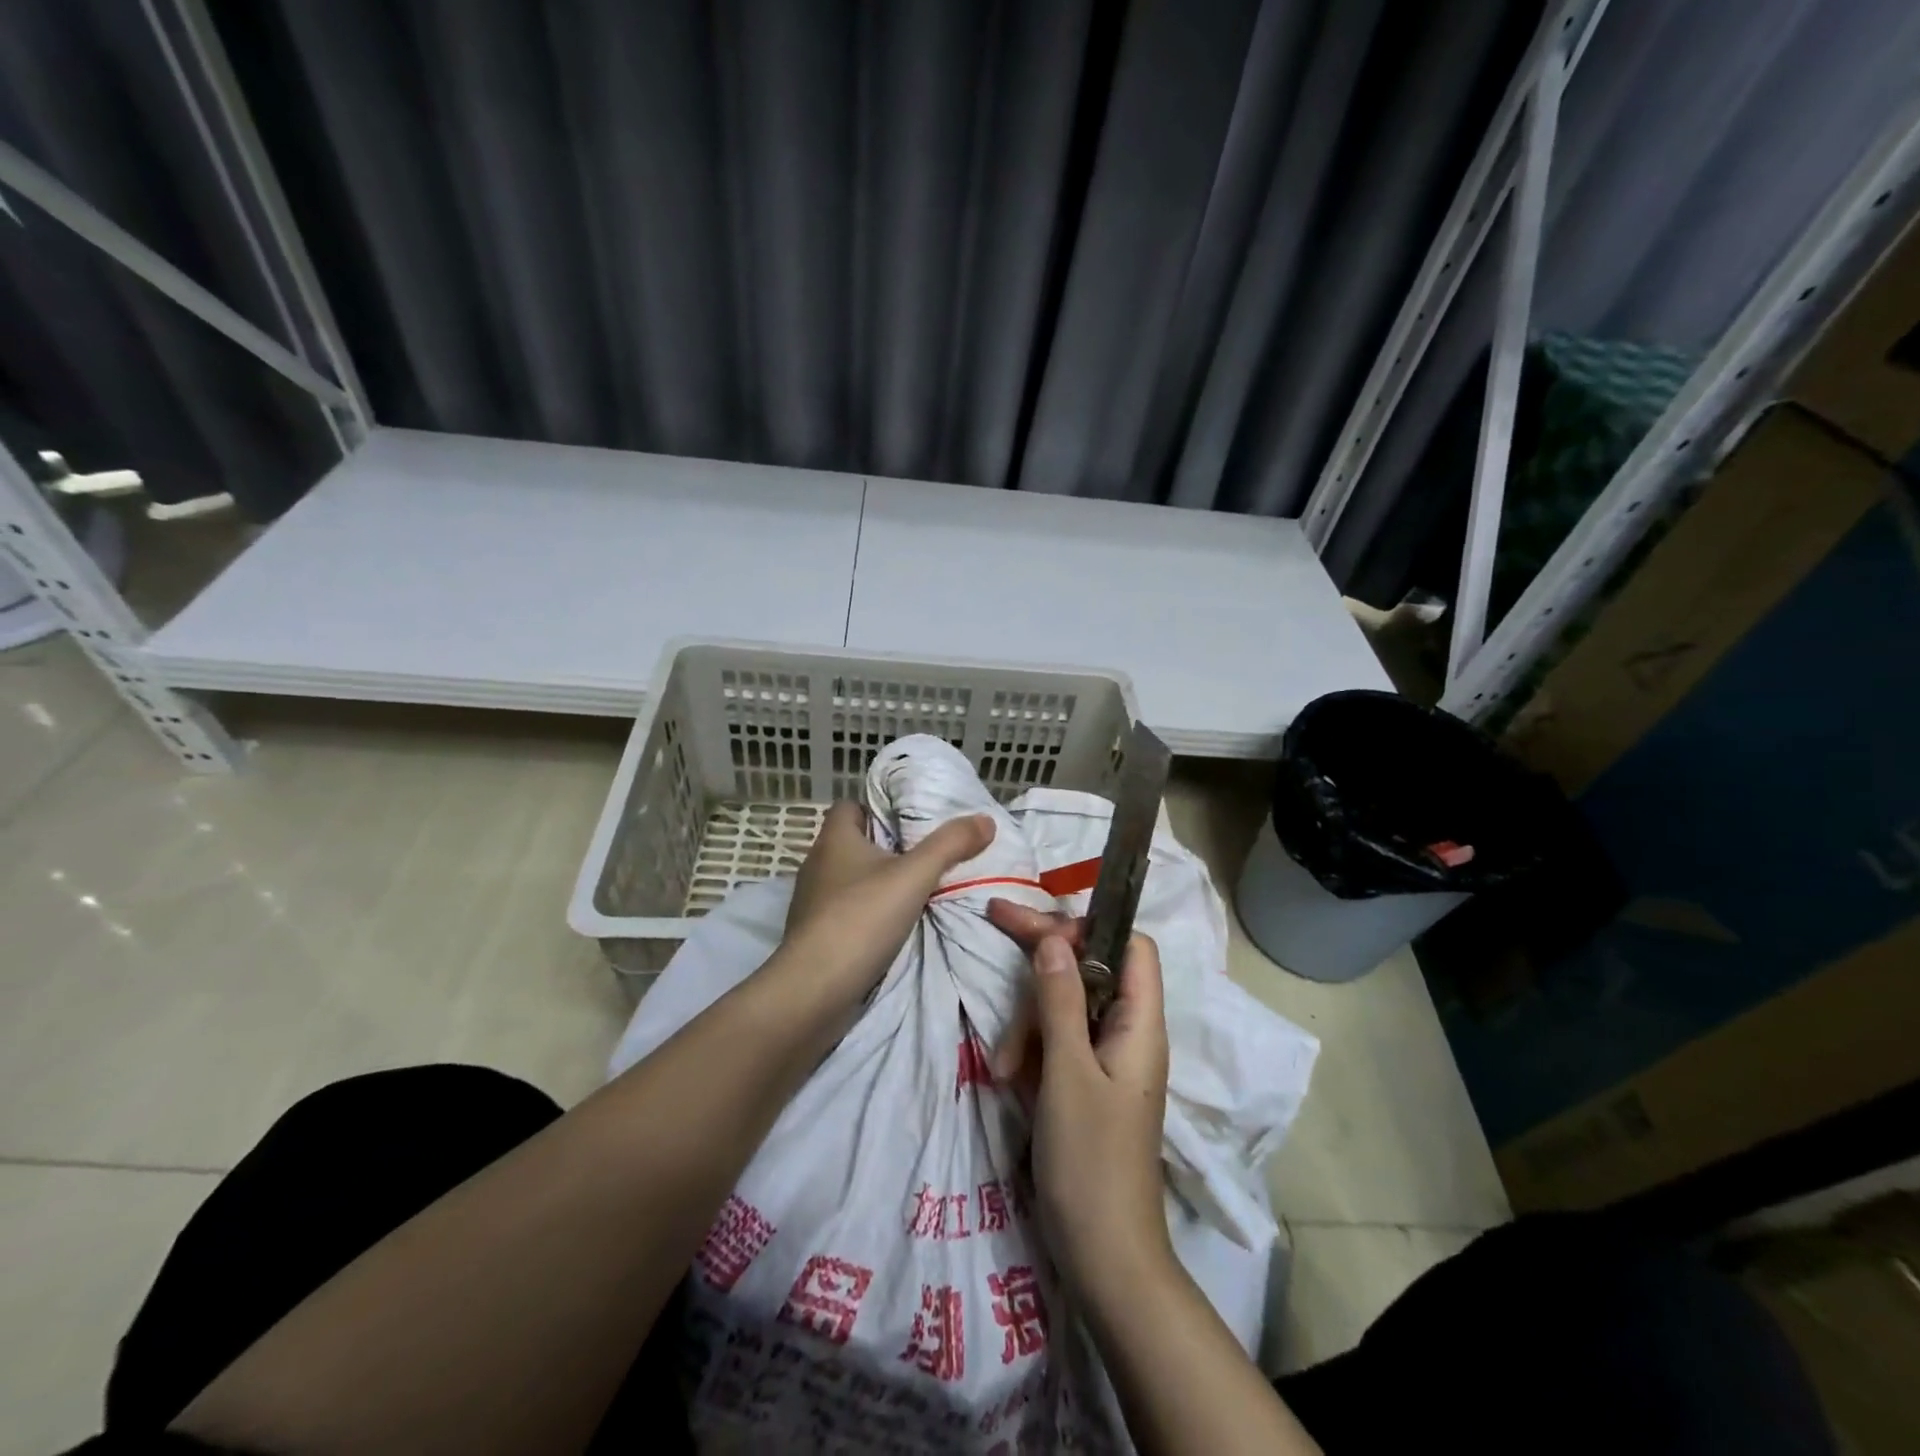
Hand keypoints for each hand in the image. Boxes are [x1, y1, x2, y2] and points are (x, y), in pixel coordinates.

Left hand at [773, 801, 993, 1011]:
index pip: (849, 806)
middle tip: (922, 856)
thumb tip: (985, 819)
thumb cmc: (861, 918)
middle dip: (883, 848)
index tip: (909, 822)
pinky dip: (864, 914)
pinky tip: (890, 927)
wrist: (815, 990)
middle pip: (851, 843)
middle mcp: (816, 864)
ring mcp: (810, 901)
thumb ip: (950, 845)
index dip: (877, 809)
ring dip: (875, 883)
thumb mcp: (915, 876)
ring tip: (912, 892)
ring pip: (847, 879)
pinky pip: (843, 911)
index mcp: (833, 839)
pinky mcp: (812, 934)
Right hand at [986, 900, 1173, 1307]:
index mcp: (1140, 1023)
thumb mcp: (1067, 1074)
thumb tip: (1053, 937)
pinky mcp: (1083, 1083)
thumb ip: (1059, 1000)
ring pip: (1063, 1005)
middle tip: (997, 922)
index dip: (1090, 927)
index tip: (1041, 927)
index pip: (1131, 945)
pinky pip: (1055, 1043)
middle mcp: (1126, 1032)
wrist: (1104, 1259)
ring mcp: (1104, 1059)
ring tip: (1003, 1067)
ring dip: (1028, 1021)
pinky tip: (1008, 1079)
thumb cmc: (1091, 1162)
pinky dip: (1030, 1051)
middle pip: (1088, 967)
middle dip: (1043, 961)